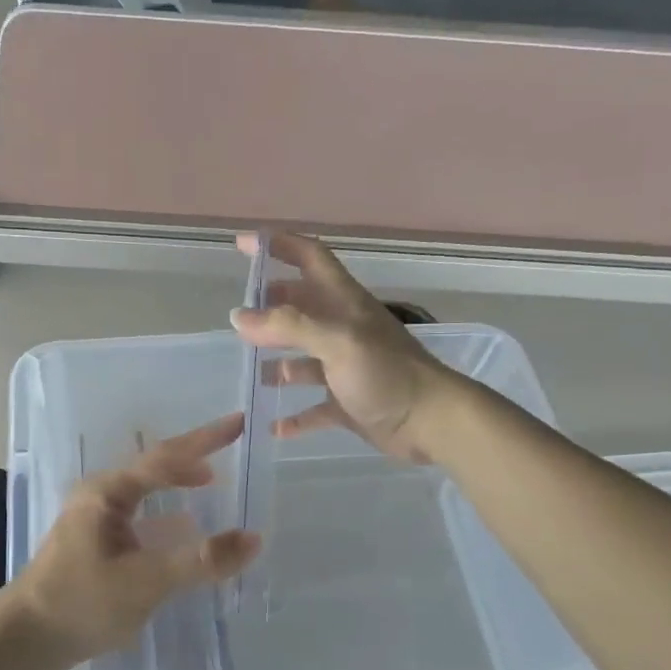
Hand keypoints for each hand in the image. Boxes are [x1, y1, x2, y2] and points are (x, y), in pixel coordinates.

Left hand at [5, 414, 260, 669]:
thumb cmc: (81, 602)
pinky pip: (141, 519)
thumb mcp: (144, 581)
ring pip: (146, 494)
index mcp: (107, 493)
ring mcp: (95, 522)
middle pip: (155, 468)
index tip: (238, 423)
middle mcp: (100, 498)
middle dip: (192, 456)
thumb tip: (254, 539)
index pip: (165, 457)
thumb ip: (200, 561)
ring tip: (210, 482)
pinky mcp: (96, 547)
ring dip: (177, 486)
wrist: (25, 641)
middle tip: (230, 446)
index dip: (205, 440)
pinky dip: (166, 518)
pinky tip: (183, 532)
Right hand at [230, 232, 464, 463]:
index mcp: (344, 303)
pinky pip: (313, 407)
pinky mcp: (347, 403)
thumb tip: (240, 316)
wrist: (431, 423)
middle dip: (271, 306)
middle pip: (301, 307)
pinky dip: (294, 416)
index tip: (242, 244)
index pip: (310, 258)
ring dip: (276, 362)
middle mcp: (342, 329)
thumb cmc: (386, 373)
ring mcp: (345, 367)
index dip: (278, 245)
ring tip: (248, 367)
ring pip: (302, 358)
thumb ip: (288, 326)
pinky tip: (272, 425)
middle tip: (238, 315)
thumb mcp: (337, 340)